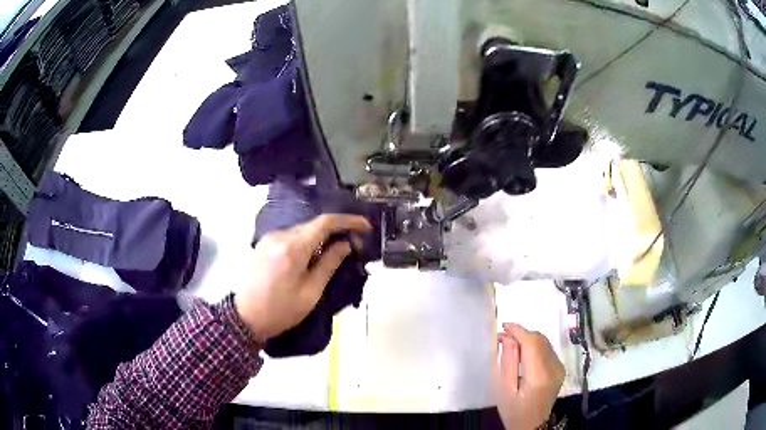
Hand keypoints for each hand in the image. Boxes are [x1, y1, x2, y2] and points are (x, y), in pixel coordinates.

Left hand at [235, 214, 371, 341]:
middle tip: (355, 243)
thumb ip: (329, 264)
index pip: (325, 222)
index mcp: (293, 248)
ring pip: (302, 230)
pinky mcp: (264, 244)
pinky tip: (315, 253)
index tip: (365, 226)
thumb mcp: (310, 292)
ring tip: (337, 248)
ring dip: (321, 236)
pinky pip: (291, 236)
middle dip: (337, 230)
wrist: (245, 317)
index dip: (348, 221)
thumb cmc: (281, 310)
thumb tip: (346, 244)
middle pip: (313, 224)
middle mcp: (280, 235)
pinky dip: (307, 240)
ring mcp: (269, 238)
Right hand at [496, 323, 564, 429]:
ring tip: (511, 345)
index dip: (518, 330)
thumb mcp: (504, 389)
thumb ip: (508, 361)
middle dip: (522, 334)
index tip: (503, 326)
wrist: (532, 426)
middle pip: (540, 340)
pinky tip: (524, 354)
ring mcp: (560, 367)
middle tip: (503, 338)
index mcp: (540, 375)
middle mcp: (555, 367)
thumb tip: (507, 337)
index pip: (532, 342)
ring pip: (544, 342)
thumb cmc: (514, 411)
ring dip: (528, 339)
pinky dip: (535, 346)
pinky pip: (547, 349)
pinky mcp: (560, 369)